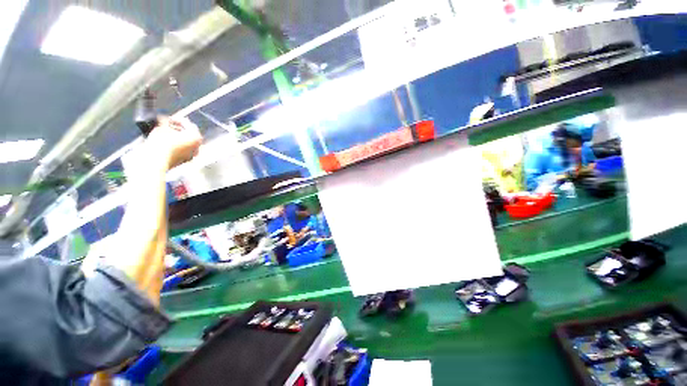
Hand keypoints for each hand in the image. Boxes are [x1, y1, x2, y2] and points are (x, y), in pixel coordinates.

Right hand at [147, 116, 201, 169]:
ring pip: (185, 142)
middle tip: (166, 125)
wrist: (155, 162)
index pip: (188, 124)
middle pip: (189, 134)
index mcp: (196, 138)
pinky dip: (176, 145)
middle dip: (178, 128)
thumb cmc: (161, 143)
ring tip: (164, 132)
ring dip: (176, 136)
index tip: (167, 118)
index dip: (177, 119)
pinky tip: (165, 142)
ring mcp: (192, 155)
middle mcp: (198, 147)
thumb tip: (164, 119)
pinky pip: (182, 150)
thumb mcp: (162, 127)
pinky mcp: (184, 161)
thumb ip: (165, 121)